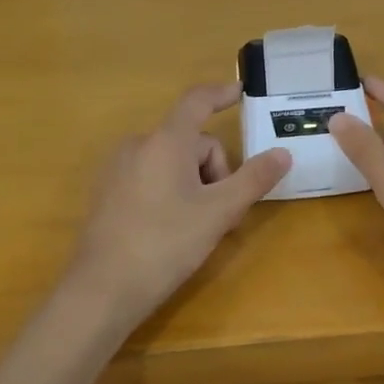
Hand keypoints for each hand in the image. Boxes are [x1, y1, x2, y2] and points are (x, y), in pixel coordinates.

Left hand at [67, 83, 290, 325]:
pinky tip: (170, 229)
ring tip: (197, 226)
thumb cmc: (164, 244)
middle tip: (222, 212)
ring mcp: (118, 169)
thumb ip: (253, 179)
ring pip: (172, 161)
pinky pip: (151, 176)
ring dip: (194, 183)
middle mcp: (138, 145)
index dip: (222, 93)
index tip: (242, 91)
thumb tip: (283, 154)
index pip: (197, 101)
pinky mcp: (107, 193)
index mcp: (165, 141)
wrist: (100, 292)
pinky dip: (170, 191)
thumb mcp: (219, 213)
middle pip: (191, 142)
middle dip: (214, 170)